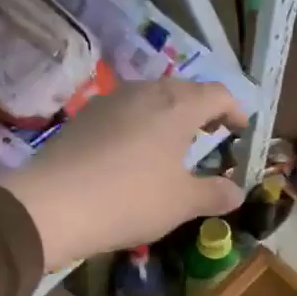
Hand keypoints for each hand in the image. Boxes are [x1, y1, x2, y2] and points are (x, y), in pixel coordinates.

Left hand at [0, 78, 247, 271]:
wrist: (53, 205)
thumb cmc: (131, 199)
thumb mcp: (182, 203)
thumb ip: (215, 194)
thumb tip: (238, 192)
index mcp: (177, 106)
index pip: (218, 93)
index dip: (236, 109)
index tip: (243, 129)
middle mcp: (145, 92)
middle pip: (184, 90)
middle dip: (203, 109)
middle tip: (212, 133)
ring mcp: (111, 101)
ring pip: (151, 97)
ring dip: (170, 115)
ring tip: (175, 143)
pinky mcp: (85, 117)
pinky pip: (125, 111)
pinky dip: (141, 124)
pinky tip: (136, 152)